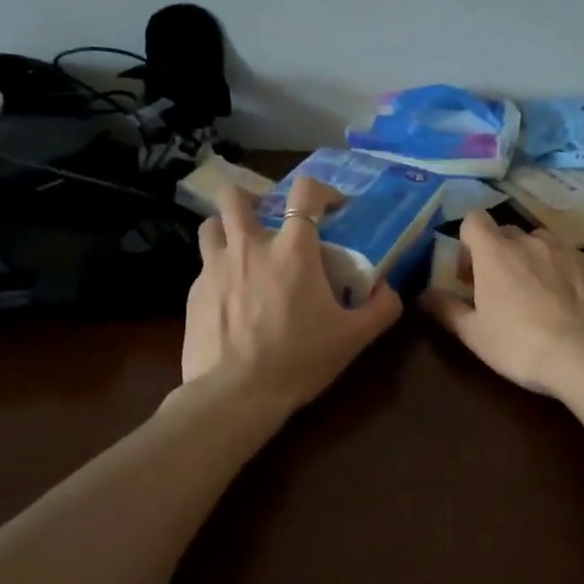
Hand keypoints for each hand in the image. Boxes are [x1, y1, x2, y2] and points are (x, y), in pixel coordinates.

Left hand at [180, 176, 402, 411]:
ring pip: (211, 224)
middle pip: (237, 197)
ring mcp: (215, 266)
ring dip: (227, 228)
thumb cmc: (299, 360)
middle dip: (253, 199)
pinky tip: (230, 296)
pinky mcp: (193, 292)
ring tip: (241, 248)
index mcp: (292, 249)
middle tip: (268, 220)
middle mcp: (250, 246)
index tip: (332, 207)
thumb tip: (389, 289)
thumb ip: (382, 308)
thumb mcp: (354, 338)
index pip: (305, 192)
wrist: (235, 394)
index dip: (322, 190)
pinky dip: (218, 269)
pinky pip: (204, 266)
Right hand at [420, 209, 583, 396]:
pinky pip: (574, 261)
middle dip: (501, 254)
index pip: (474, 220)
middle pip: (508, 233)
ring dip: (535, 260)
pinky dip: (567, 275)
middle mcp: (532, 242)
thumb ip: (445, 309)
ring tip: (539, 295)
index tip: (470, 272)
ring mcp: (569, 251)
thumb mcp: (474, 334)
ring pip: (544, 244)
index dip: (468, 241)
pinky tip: (572, 306)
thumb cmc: (520, 346)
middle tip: (502, 289)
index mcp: (496, 253)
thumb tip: (423, 294)